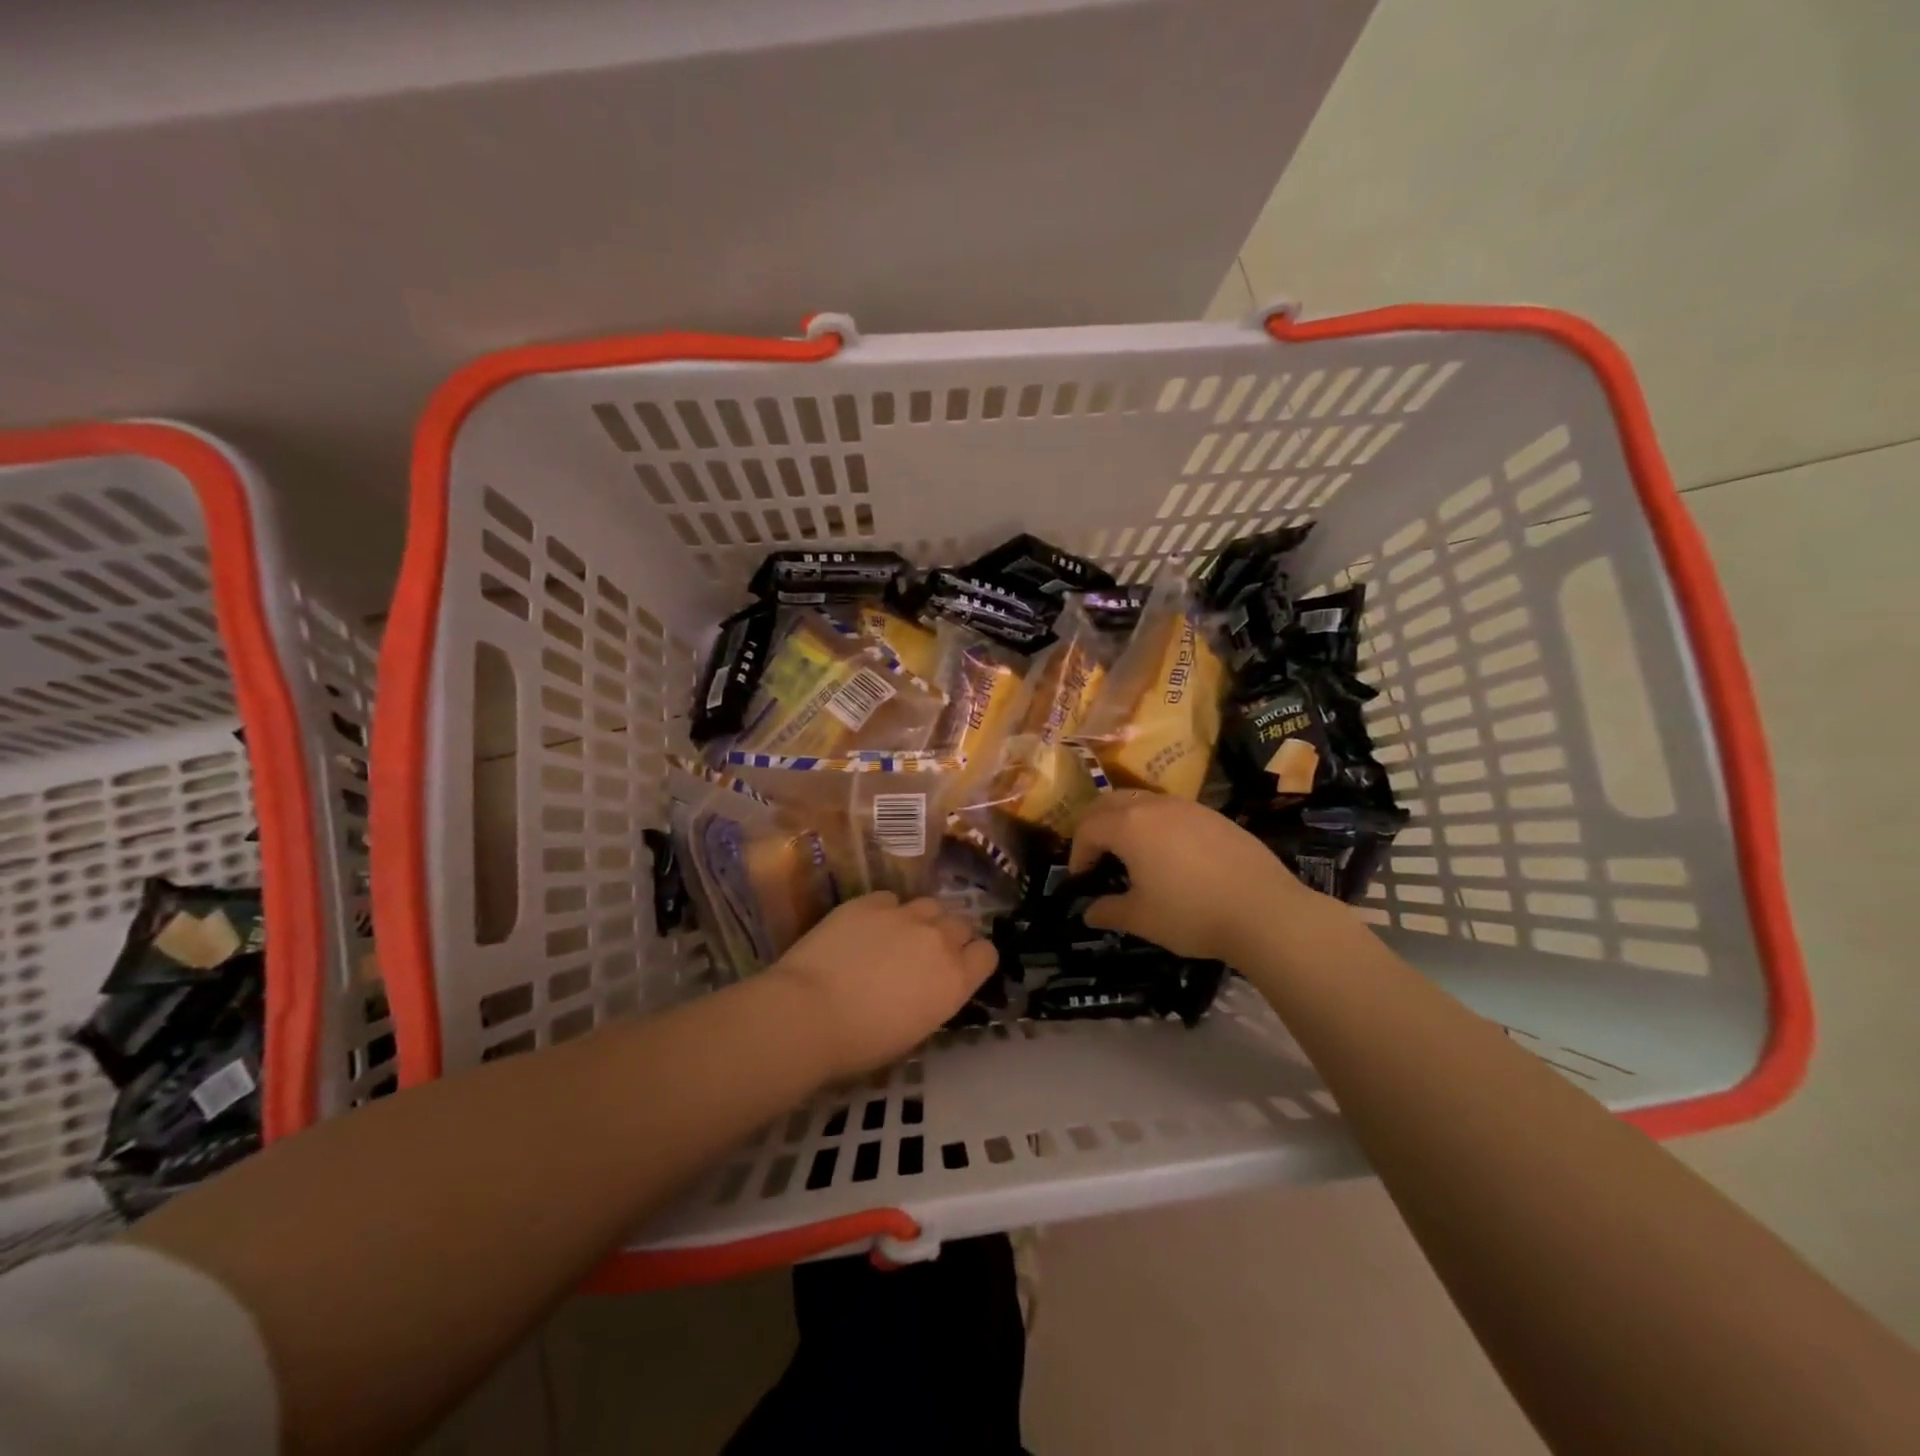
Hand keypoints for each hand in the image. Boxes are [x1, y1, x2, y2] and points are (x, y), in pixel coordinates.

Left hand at [767, 893, 996, 1081]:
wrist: (809, 1013)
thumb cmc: (860, 1043)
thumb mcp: (913, 1030)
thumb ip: (933, 998)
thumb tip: (927, 986)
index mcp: (955, 980)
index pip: (987, 954)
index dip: (973, 959)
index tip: (958, 969)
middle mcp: (938, 940)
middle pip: (960, 924)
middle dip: (949, 937)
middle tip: (924, 955)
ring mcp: (904, 915)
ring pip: (929, 905)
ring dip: (921, 920)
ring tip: (896, 937)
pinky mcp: (869, 902)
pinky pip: (889, 900)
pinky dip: (884, 912)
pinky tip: (864, 929)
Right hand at [1069, 790, 1324, 963]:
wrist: (1265, 911)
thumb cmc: (1191, 914)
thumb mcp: (1141, 919)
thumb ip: (1108, 911)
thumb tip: (1089, 912)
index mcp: (1128, 826)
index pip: (1087, 828)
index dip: (1078, 853)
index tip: (1082, 879)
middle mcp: (1154, 806)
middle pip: (1110, 802)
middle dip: (1095, 826)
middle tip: (1097, 856)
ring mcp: (1187, 807)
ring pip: (1143, 801)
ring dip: (1126, 821)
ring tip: (1132, 854)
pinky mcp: (1214, 815)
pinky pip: (1172, 810)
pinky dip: (1157, 824)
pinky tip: (1171, 855)